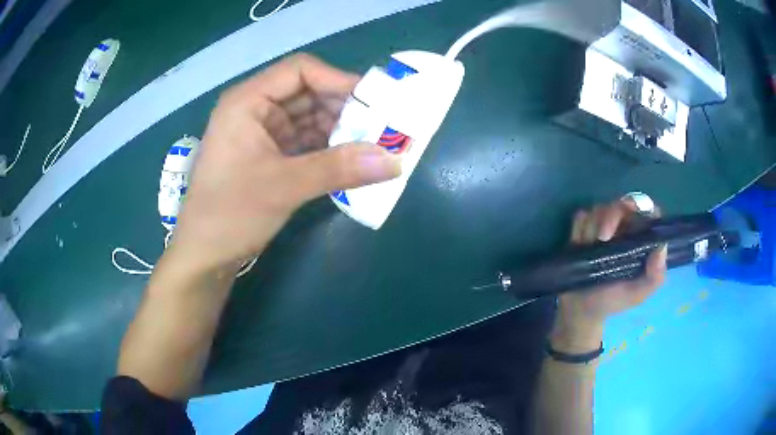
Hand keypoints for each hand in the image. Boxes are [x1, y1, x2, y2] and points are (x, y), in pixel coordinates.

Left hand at [168, 54, 401, 271]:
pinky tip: (351, 160)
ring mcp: (262, 133)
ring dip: (339, 130)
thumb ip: (339, 169)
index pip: (300, 70)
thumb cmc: (230, 214)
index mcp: (247, 101)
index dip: (338, 80)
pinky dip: (328, 148)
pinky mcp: (269, 156)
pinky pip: (305, 141)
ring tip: (372, 145)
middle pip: (308, 92)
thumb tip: (395, 160)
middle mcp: (255, 109)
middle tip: (380, 128)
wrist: (204, 255)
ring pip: (309, 117)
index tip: (373, 103)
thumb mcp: (283, 187)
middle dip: (344, 108)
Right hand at [552, 199, 667, 352]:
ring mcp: (603, 227)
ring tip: (589, 248)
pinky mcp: (583, 230)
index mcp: (642, 240)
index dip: (641, 208)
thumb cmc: (613, 302)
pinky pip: (581, 217)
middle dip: (610, 217)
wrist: (580, 311)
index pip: (648, 211)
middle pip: (621, 204)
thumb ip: (654, 276)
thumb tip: (661, 247)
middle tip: (602, 239)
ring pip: (599, 208)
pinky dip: (579, 227)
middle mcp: (625, 229)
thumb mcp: (637, 295)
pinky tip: (579, 244)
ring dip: (592, 226)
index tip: (629, 219)